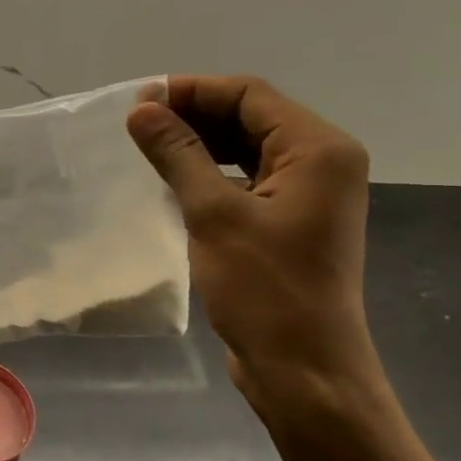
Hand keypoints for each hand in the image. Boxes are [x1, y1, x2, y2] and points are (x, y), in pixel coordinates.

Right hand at [127, 76, 379, 415]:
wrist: (303, 369)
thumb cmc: (264, 289)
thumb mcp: (214, 214)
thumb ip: (178, 154)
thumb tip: (142, 109)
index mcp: (318, 149)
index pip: (250, 95)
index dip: (192, 91)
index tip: (139, 101)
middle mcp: (322, 162)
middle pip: (252, 117)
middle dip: (195, 115)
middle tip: (137, 124)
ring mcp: (309, 194)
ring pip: (248, 149)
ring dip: (201, 144)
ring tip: (149, 148)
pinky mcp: (292, 221)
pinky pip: (249, 179)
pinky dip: (213, 173)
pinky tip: (175, 180)